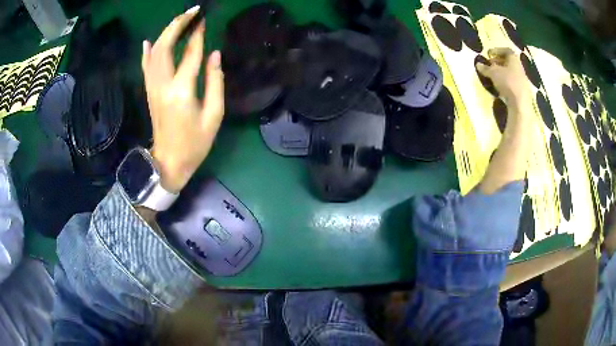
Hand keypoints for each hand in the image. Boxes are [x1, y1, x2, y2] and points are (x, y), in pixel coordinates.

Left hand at [141, 7, 224, 192]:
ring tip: (179, 21)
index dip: (197, 35)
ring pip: (154, 53)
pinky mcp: (149, 92)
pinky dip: (147, 52)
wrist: (169, 162)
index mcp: (181, 91)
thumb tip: (215, 55)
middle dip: (177, 26)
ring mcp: (152, 88)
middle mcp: (163, 85)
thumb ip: (215, 82)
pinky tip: (148, 41)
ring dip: (165, 33)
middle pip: (165, 47)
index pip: (190, 54)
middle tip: (192, 12)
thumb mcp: (214, 116)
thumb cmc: (195, 143)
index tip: (203, 19)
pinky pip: (146, 67)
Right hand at [476, 48, 531, 110]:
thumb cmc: (507, 82)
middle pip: (508, 61)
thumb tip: (478, 64)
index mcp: (514, 59)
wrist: (520, 103)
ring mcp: (522, 79)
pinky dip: (505, 82)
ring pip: (510, 72)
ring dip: (501, 73)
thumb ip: (485, 68)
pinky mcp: (522, 90)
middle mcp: (519, 67)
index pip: (506, 50)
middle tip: (489, 65)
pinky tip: (499, 86)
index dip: (496, 50)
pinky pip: (512, 82)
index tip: (489, 54)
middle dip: (498, 62)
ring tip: (493, 77)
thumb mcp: (493, 73)